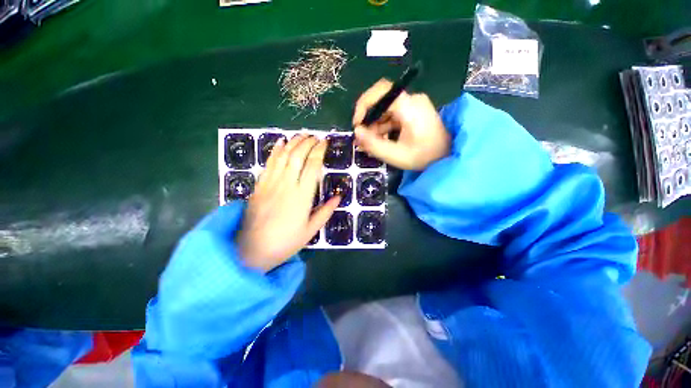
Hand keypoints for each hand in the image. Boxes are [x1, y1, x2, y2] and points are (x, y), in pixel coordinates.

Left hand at [236, 135, 339, 271]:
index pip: (313, 166)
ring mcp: (271, 183)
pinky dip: (276, 151)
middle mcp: (287, 185)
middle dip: (308, 142)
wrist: (251, 250)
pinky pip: (269, 163)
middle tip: (315, 137)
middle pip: (298, 155)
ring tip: (302, 135)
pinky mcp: (260, 185)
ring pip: (283, 156)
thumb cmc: (285, 242)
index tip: (325, 142)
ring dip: (293, 142)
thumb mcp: (310, 231)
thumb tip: (338, 196)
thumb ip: (326, 212)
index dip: (319, 151)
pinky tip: (281, 142)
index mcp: (302, 196)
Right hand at [352, 79, 450, 170]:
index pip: (381, 91)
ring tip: (368, 144)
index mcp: (410, 106)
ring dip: (374, 126)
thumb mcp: (396, 155)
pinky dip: (382, 127)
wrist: (448, 156)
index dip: (364, 104)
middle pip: (381, 101)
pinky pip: (391, 116)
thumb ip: (374, 144)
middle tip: (362, 138)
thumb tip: (356, 132)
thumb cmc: (425, 157)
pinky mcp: (411, 112)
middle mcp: (411, 100)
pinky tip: (378, 141)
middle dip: (368, 119)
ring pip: (384, 110)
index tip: (358, 124)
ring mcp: (412, 106)